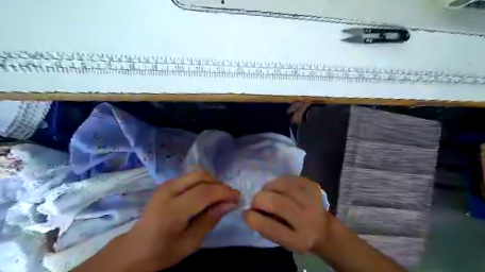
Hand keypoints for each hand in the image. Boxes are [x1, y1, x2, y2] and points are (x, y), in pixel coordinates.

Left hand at [119, 170, 239, 269]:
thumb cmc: (162, 251)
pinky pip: (191, 177)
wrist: (135, 248)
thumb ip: (210, 220)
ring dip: (212, 182)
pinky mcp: (167, 183)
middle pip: (201, 177)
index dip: (224, 192)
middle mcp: (168, 191)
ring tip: (220, 196)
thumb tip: (229, 204)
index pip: (204, 193)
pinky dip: (204, 182)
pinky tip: (207, 194)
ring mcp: (166, 185)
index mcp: (172, 211)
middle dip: (220, 185)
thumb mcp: (190, 243)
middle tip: (230, 198)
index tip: (238, 197)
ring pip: (197, 173)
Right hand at [243, 175, 329, 253]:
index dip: (254, 218)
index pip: (271, 228)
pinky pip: (287, 178)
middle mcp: (308, 219)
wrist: (324, 228)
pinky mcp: (312, 185)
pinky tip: (278, 189)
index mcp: (300, 239)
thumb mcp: (282, 240)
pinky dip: (277, 182)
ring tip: (267, 194)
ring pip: (281, 185)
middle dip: (259, 199)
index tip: (245, 213)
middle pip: (277, 203)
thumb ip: (265, 227)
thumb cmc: (298, 236)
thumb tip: (247, 211)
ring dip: (267, 188)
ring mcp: (312, 199)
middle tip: (255, 202)